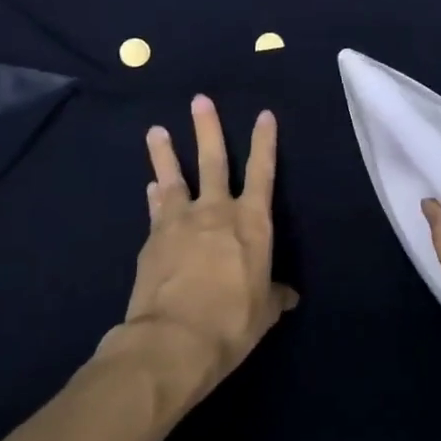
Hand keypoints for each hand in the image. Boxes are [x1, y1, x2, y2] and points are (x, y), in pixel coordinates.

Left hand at [104, 95, 298, 409]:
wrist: (174, 340)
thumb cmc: (232, 321)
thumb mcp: (263, 311)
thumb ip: (274, 295)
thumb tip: (289, 295)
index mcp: (252, 223)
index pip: (262, 173)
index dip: (265, 143)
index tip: (264, 115)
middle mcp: (216, 212)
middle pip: (213, 161)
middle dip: (208, 129)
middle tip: (199, 101)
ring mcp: (179, 222)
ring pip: (173, 178)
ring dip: (165, 153)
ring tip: (156, 130)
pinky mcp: (152, 240)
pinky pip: (156, 210)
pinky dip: (154, 196)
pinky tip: (150, 187)